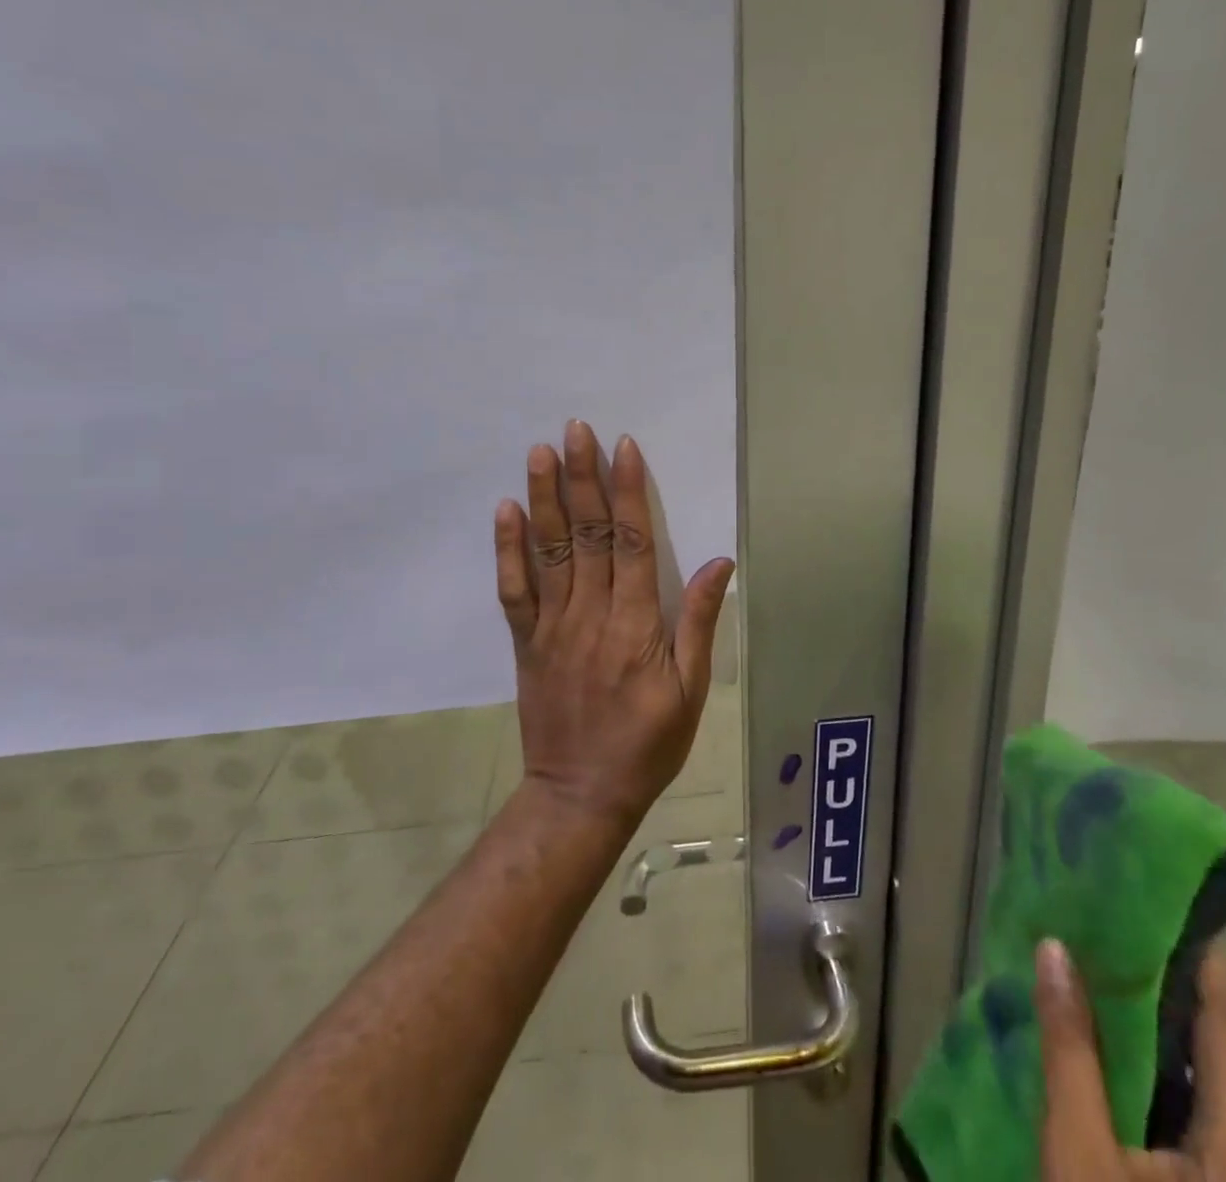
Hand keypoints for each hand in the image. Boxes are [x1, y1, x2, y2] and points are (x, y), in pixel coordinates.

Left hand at [493, 420, 736, 830]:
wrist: (581, 794)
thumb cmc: (648, 743)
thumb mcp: (691, 690)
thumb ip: (698, 622)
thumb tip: (718, 561)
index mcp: (635, 623)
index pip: (631, 541)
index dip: (627, 491)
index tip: (622, 447)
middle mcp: (590, 613)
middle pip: (587, 533)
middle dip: (582, 477)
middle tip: (574, 429)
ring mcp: (552, 626)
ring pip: (548, 551)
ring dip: (544, 498)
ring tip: (539, 452)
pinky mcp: (527, 642)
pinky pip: (514, 590)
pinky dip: (508, 549)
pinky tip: (507, 512)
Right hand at [1037, 940, 1225, 1180]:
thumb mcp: (1079, 1155)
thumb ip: (1070, 1050)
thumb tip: (1056, 951)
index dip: (1210, 968)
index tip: (1176, 906)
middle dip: (1208, 994)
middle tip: (1151, 936)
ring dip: (1197, 1031)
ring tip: (1140, 977)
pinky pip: (1223, 1118)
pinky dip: (1189, 1069)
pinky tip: (1143, 1052)